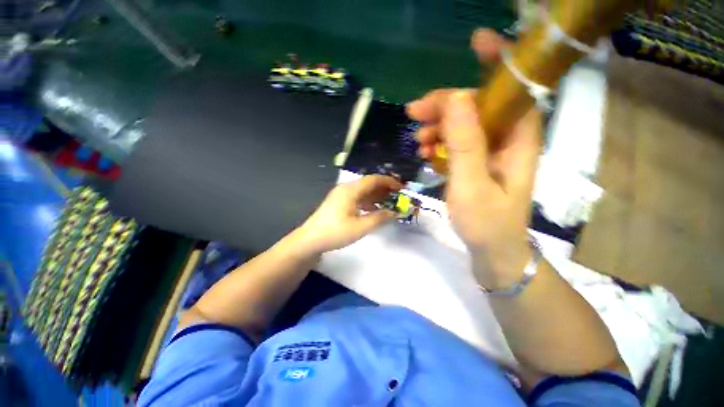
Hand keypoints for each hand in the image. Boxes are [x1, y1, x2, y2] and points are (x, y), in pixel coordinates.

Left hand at [293, 175, 402, 254]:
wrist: (310, 240)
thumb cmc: (335, 232)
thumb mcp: (360, 227)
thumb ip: (379, 218)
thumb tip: (394, 212)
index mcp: (351, 190)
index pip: (373, 180)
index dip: (389, 182)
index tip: (401, 188)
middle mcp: (346, 189)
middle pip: (368, 184)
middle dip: (384, 189)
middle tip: (398, 197)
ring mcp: (341, 195)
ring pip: (363, 191)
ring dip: (376, 196)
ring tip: (389, 203)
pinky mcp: (339, 203)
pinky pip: (357, 198)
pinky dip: (368, 202)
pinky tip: (374, 210)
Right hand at [407, 29, 541, 281]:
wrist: (492, 251)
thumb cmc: (486, 223)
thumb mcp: (472, 184)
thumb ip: (466, 143)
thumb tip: (454, 99)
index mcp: (518, 140)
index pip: (513, 89)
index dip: (499, 62)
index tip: (476, 43)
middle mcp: (507, 140)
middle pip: (478, 106)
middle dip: (445, 104)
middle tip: (414, 113)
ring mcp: (490, 152)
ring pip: (463, 124)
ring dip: (438, 127)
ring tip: (418, 141)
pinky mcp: (476, 163)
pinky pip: (457, 142)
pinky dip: (439, 143)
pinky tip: (425, 152)